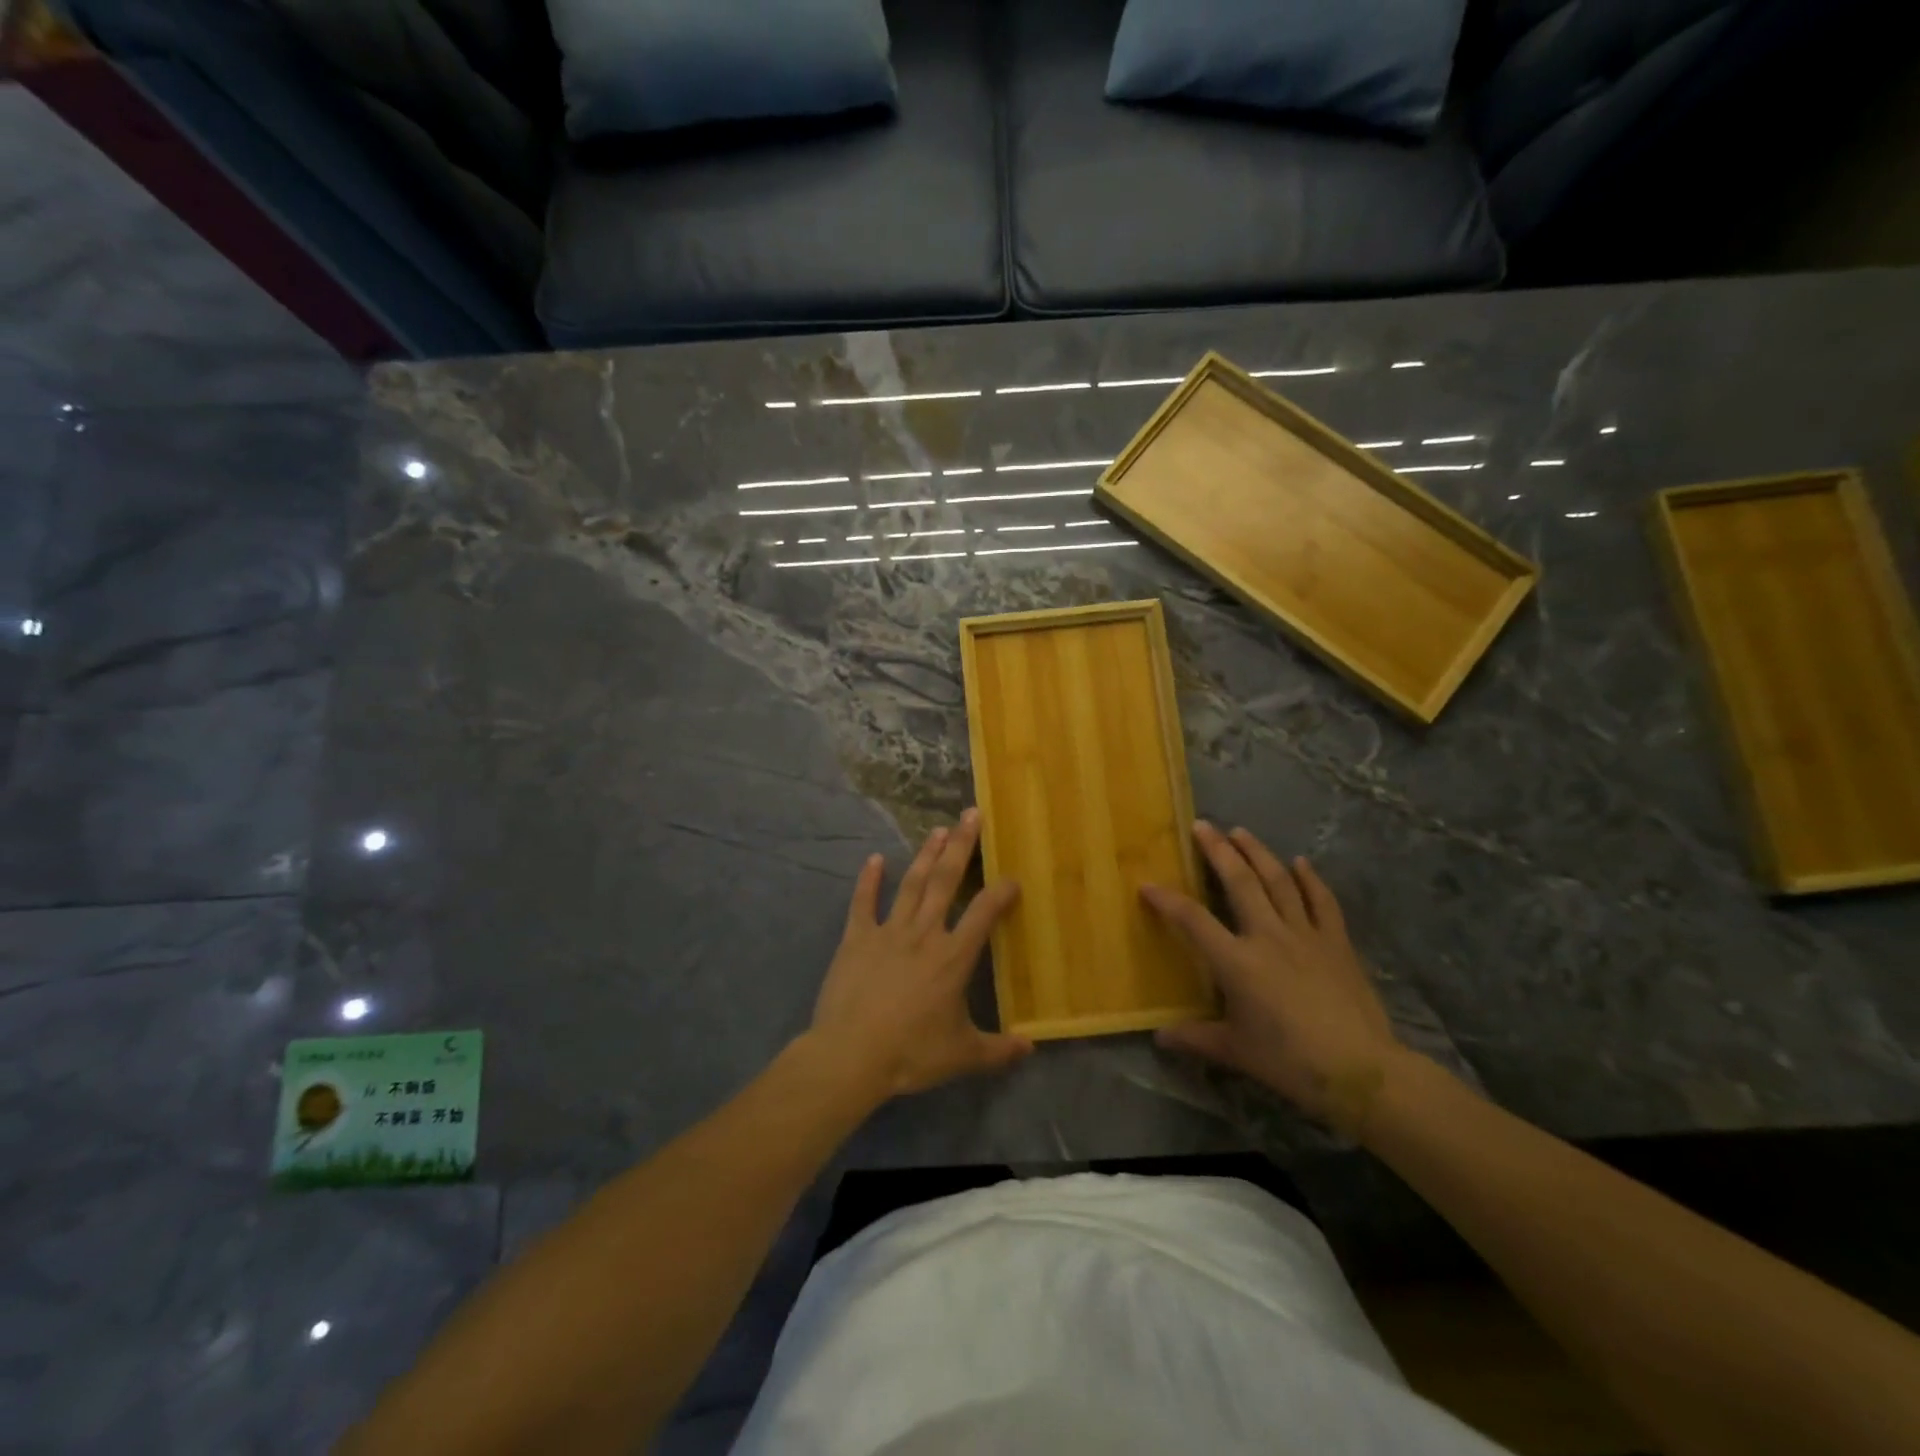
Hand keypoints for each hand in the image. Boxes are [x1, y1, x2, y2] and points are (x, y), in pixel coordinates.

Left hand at [808, 809, 1031, 1099]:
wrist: (851, 1055)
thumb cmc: (911, 1053)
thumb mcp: (962, 1056)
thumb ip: (999, 1050)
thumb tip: (1031, 1047)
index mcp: (953, 957)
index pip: (984, 914)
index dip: (1001, 892)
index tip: (1013, 878)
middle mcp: (924, 934)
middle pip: (946, 881)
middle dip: (961, 846)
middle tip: (970, 814)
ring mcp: (888, 932)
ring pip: (912, 884)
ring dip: (926, 855)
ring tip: (938, 830)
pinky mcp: (856, 939)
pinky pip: (863, 903)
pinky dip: (869, 880)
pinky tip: (875, 858)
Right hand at [1142, 823, 1407, 1134]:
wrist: (1361, 1070)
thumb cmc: (1289, 1061)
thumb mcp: (1235, 1051)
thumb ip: (1195, 1038)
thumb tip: (1160, 1037)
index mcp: (1237, 962)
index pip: (1193, 921)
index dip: (1167, 900)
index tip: (1147, 885)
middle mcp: (1268, 936)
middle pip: (1239, 883)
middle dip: (1218, 851)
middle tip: (1202, 825)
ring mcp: (1305, 935)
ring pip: (1279, 882)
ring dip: (1258, 853)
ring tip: (1241, 832)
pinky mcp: (1336, 943)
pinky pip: (1322, 901)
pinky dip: (1311, 879)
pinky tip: (1301, 862)